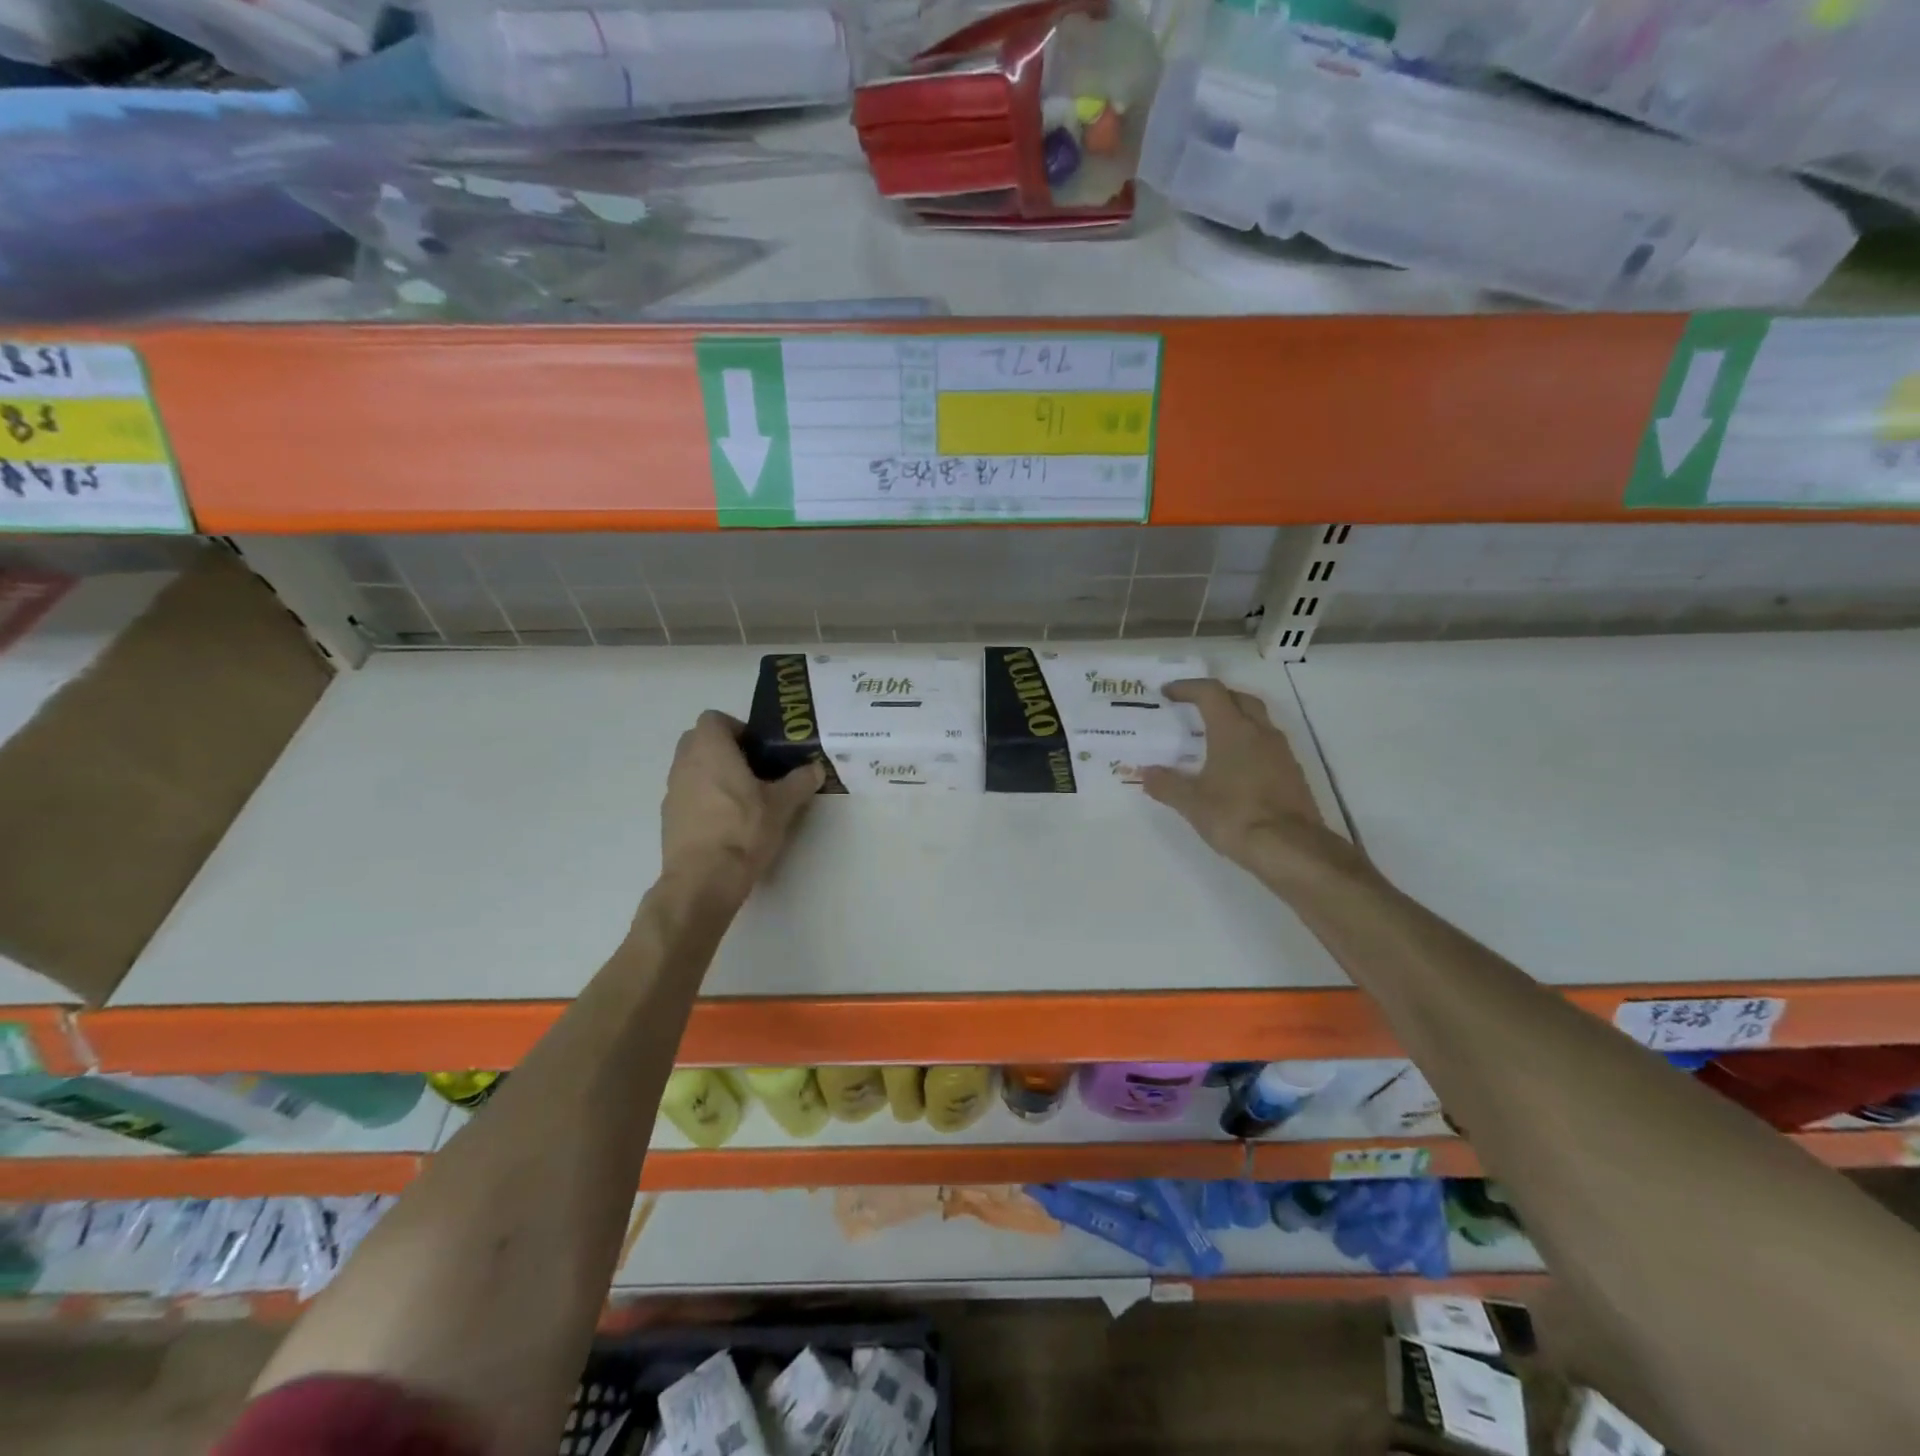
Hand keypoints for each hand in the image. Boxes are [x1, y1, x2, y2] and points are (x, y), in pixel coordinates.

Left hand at [660, 710, 823, 903]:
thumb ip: (800, 782)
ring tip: (743, 799)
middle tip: (754, 770)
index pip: (714, 718)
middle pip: (699, 741)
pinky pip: (687, 796)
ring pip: (692, 769)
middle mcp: (685, 763)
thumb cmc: (743, 830)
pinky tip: (727, 823)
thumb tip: (815, 769)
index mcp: (710, 749)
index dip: (737, 728)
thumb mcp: (783, 805)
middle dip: (724, 750)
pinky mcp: (668, 818)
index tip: (759, 749)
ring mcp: (672, 791)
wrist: (703, 880)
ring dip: (713, 775)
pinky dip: (704, 800)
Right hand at [1141, 680, 1350, 874]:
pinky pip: (1267, 745)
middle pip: (1240, 699)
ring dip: (1235, 719)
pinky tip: (1235, 767)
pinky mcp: (1292, 773)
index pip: (1211, 693)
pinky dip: (1249, 744)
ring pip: (1258, 721)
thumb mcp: (1191, 802)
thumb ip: (1166, 784)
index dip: (1188, 687)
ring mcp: (1281, 752)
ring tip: (1213, 737)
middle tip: (1194, 707)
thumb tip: (1146, 773)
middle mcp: (1260, 732)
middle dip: (1216, 697)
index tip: (1168, 692)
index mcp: (1233, 730)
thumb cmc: (1235, 816)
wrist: (1290, 848)